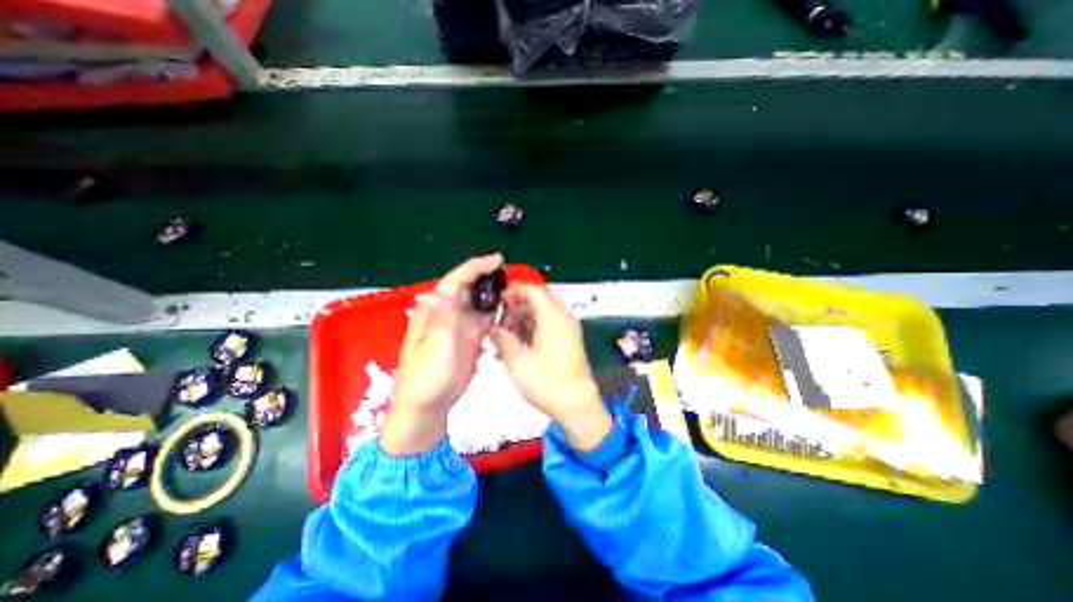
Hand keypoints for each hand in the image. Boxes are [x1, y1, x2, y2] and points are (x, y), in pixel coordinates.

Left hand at [381, 251, 508, 454]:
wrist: (429, 404)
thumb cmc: (427, 375)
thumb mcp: (433, 346)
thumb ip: (440, 318)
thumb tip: (436, 290)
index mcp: (436, 309)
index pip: (456, 280)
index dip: (475, 267)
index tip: (497, 260)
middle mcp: (449, 312)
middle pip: (469, 287)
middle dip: (487, 276)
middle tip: (509, 272)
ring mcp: (461, 325)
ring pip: (478, 301)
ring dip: (493, 292)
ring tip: (512, 287)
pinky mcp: (471, 337)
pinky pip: (485, 318)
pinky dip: (496, 310)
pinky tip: (508, 308)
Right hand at [490, 286, 606, 448]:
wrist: (578, 406)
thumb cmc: (547, 382)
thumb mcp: (518, 360)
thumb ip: (502, 338)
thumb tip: (491, 327)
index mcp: (553, 316)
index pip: (533, 290)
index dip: (514, 290)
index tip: (497, 299)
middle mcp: (562, 318)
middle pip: (535, 303)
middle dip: (513, 311)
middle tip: (495, 325)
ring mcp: (566, 331)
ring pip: (539, 317)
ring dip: (519, 324)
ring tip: (501, 341)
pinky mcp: (567, 342)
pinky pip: (545, 329)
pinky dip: (529, 334)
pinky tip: (514, 349)